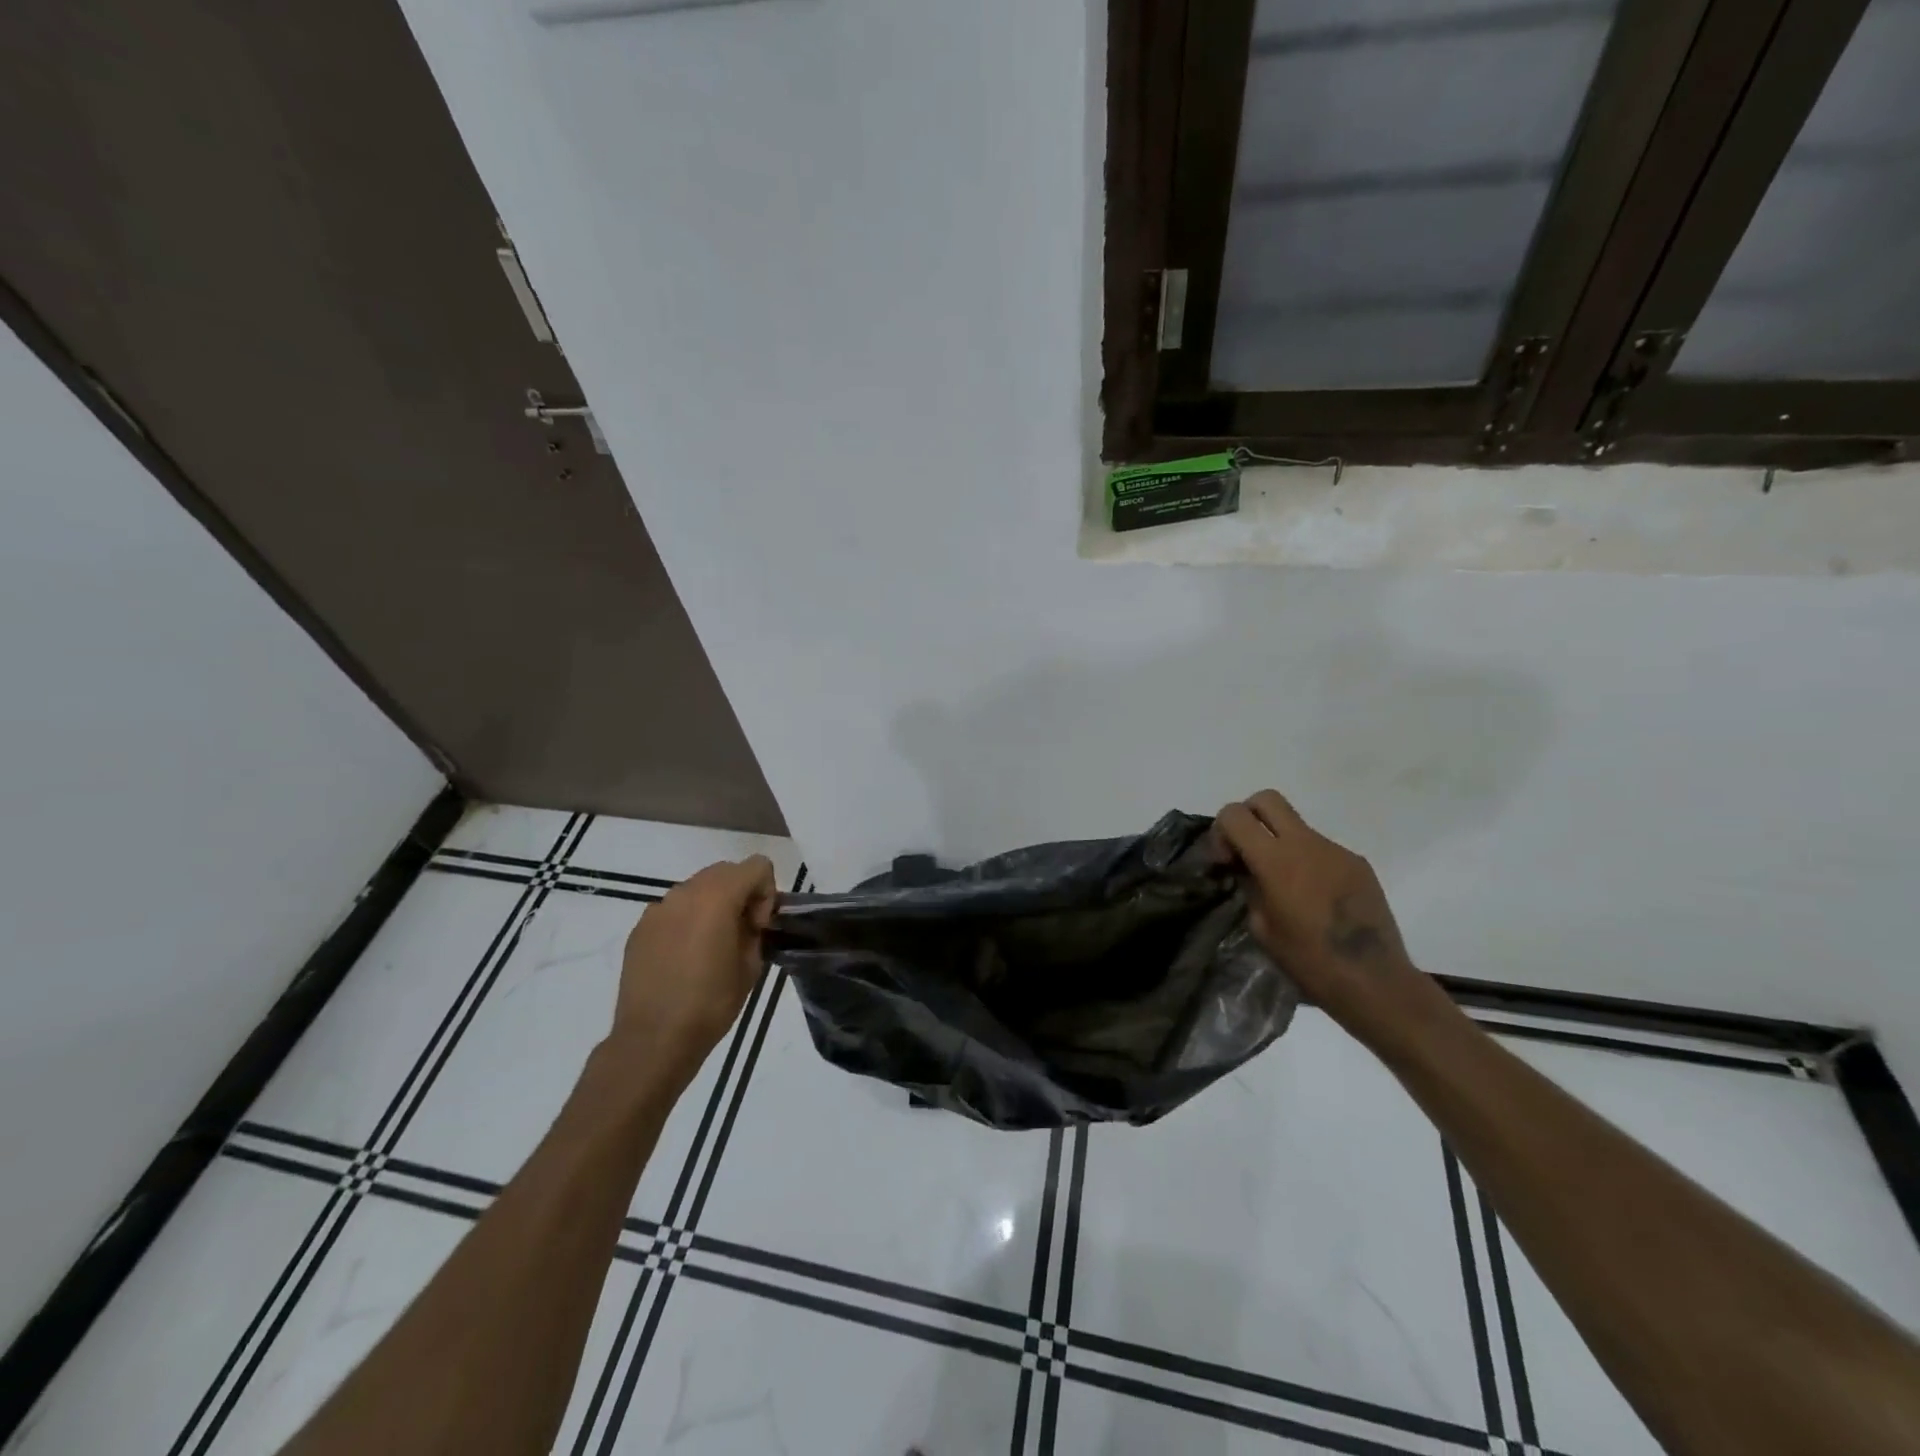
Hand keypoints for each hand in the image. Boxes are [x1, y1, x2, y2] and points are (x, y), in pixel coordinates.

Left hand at [609, 856, 778, 1090]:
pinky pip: (673, 910)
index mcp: (717, 897)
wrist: (653, 1039)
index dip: (766, 893)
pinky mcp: (640, 928)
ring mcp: (658, 909)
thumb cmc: (710, 1004)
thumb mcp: (750, 966)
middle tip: (741, 933)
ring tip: (711, 946)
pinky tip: (685, 958)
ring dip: (713, 905)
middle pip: (726, 871)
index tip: (758, 927)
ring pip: (697, 888)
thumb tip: (747, 922)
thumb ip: (753, 931)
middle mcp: (685, 892)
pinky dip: (687, 921)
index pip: (757, 866)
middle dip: (741, 893)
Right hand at [1215, 790, 1427, 1034]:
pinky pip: (1321, 849)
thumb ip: (1250, 887)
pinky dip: (1308, 862)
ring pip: (1296, 825)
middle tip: (1247, 852)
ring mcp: (1336, 850)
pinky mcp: (1358, 864)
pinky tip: (1314, 898)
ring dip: (1280, 843)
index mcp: (1276, 860)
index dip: (1222, 831)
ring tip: (1284, 885)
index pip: (1235, 814)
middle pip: (1267, 799)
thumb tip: (1247, 870)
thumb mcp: (1261, 927)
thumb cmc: (1308, 961)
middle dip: (1249, 817)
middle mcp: (1306, 844)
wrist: (1375, 982)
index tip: (1227, 862)